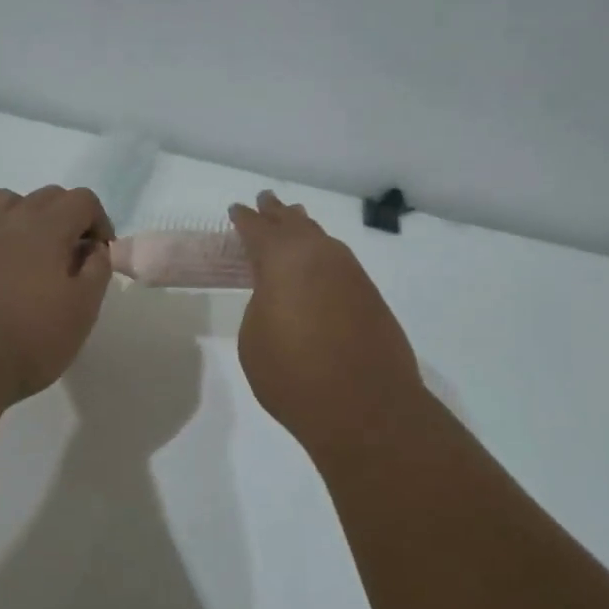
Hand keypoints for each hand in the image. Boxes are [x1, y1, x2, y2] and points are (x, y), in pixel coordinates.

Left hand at [0, 186, 114, 402]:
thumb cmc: (33, 338)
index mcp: (49, 228)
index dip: (99, 221)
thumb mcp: (83, 308)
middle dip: (67, 216)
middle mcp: (11, 221)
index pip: (82, 199)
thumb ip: (97, 270)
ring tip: (31, 247)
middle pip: (46, 196)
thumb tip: (93, 249)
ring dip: (24, 213)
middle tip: (72, 256)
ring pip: (3, 201)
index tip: (100, 254)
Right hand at [229, 191, 427, 452]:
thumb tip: (279, 297)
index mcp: (283, 260)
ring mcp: (351, 274)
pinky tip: (320, 263)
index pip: (257, 229)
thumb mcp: (254, 339)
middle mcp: (320, 256)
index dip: (244, 219)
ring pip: (322, 239)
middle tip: (266, 200)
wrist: (365, 408)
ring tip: (295, 222)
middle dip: (277, 213)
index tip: (237, 209)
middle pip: (294, 224)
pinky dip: (324, 255)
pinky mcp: (371, 296)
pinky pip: (340, 262)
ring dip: (305, 230)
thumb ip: (261, 306)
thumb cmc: (293, 374)